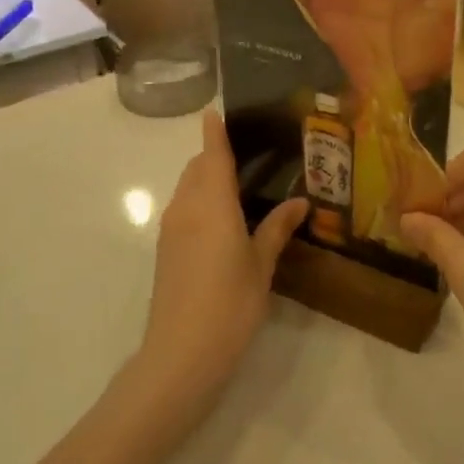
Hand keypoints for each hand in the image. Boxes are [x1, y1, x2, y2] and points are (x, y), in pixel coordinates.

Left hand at [136, 110, 307, 417]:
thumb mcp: (261, 265)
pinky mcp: (164, 249)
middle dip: (213, 155)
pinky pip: (182, 209)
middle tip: (246, 156)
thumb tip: (299, 202)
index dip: (214, 131)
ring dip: (205, 179)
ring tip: (237, 186)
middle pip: (196, 168)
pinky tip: (221, 220)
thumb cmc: (230, 304)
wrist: (181, 352)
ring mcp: (171, 228)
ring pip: (186, 188)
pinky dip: (198, 200)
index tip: (214, 110)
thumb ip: (277, 228)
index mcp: (212, 203)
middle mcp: (186, 207)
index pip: (212, 154)